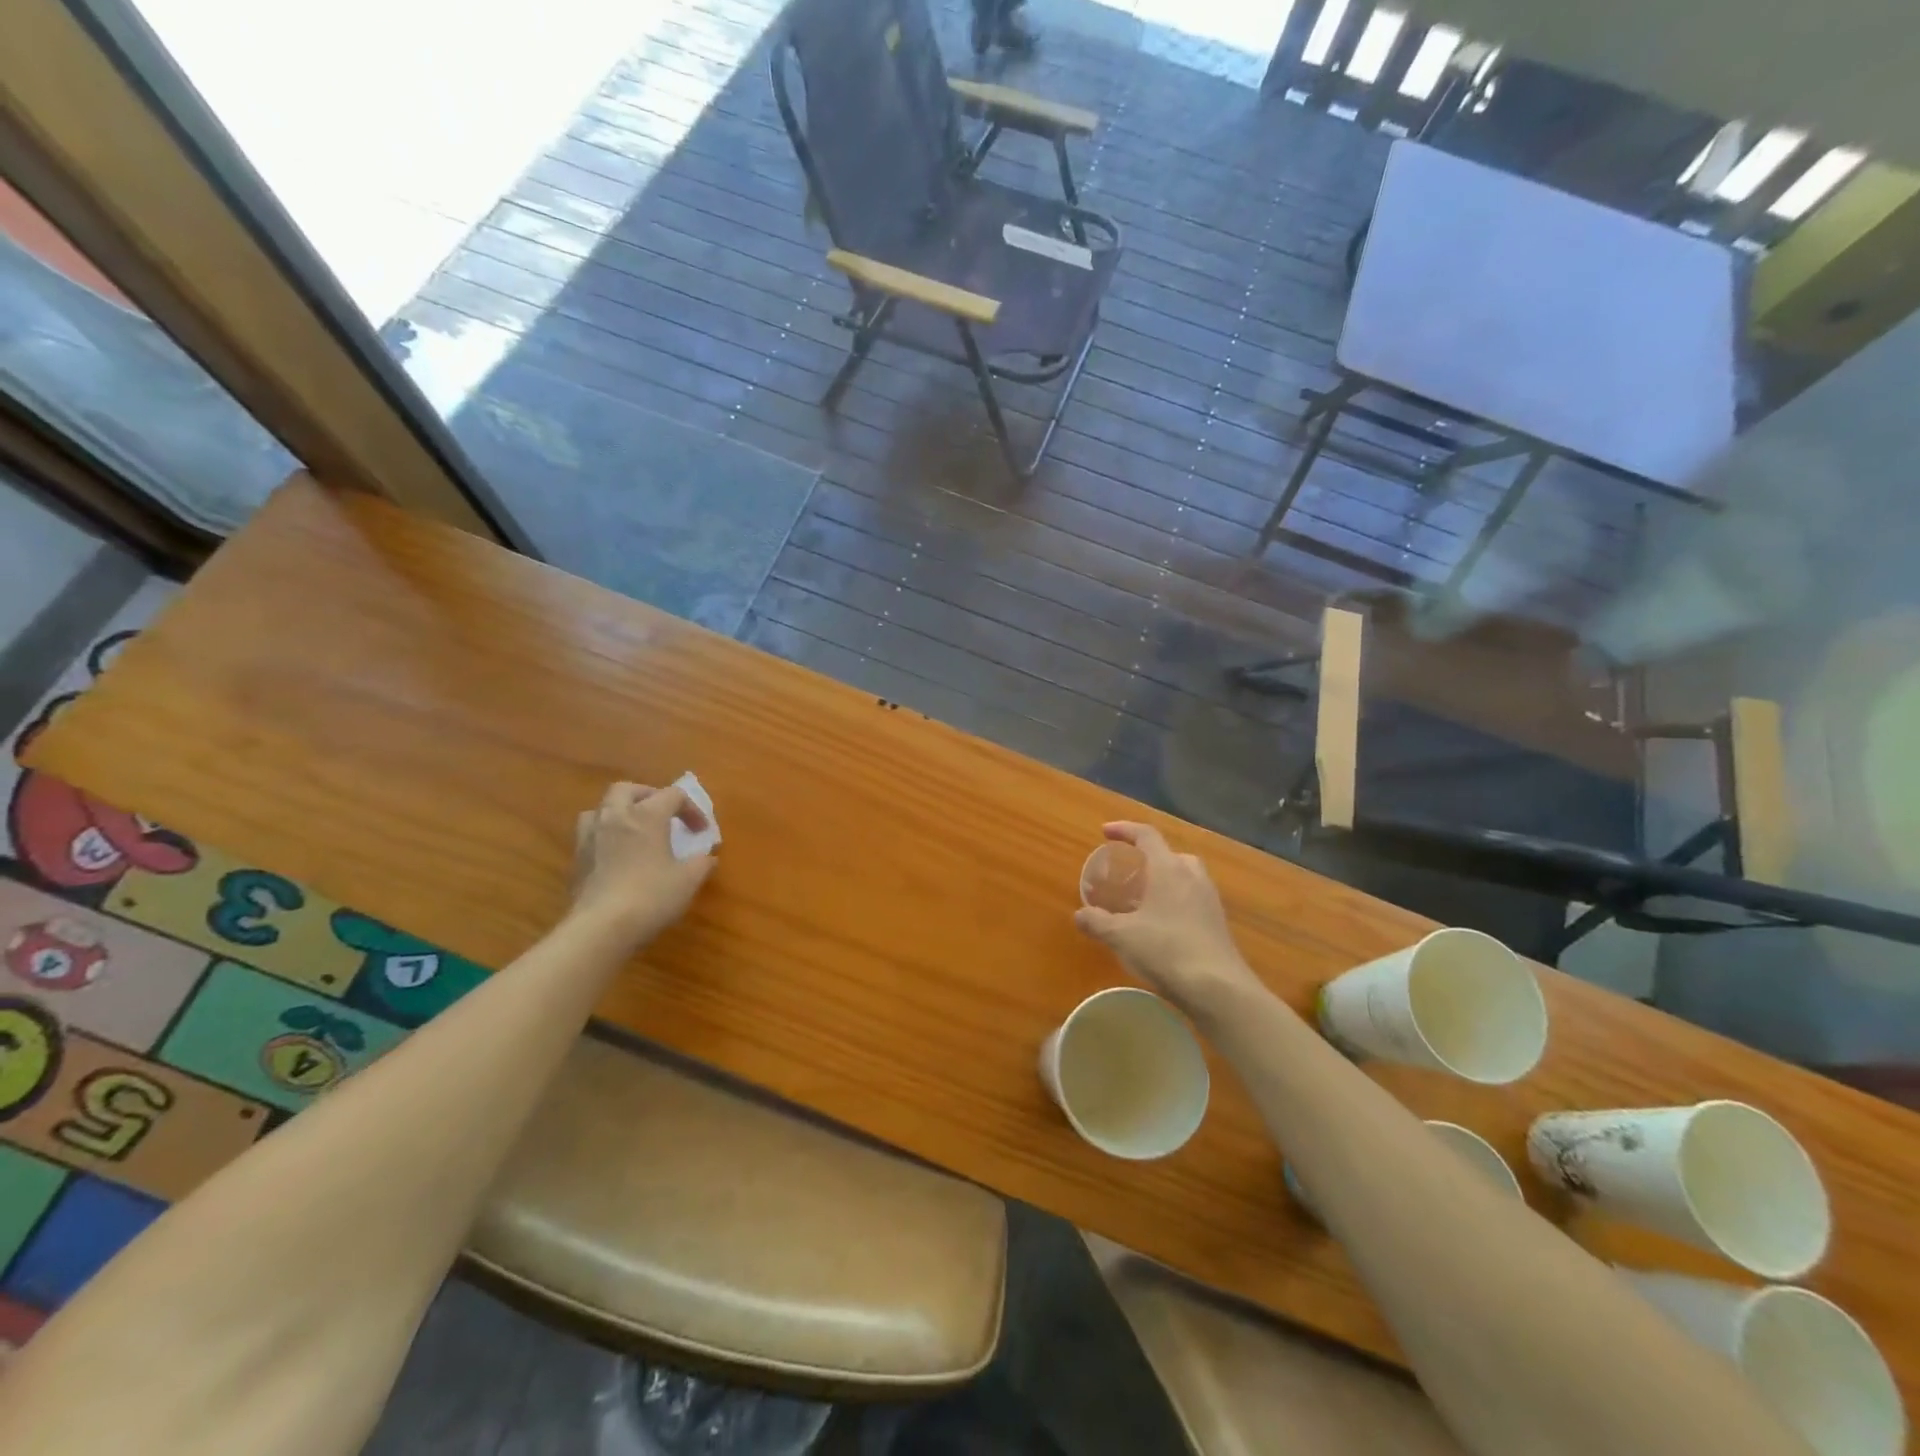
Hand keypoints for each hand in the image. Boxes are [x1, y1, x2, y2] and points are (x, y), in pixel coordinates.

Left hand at [568, 782, 715, 948]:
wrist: (600, 928)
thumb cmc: (651, 896)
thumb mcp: (688, 881)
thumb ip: (701, 863)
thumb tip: (707, 857)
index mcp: (646, 815)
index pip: (672, 795)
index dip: (691, 809)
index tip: (701, 832)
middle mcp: (615, 817)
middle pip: (626, 789)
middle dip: (647, 796)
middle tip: (662, 814)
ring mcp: (590, 838)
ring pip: (600, 809)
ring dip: (618, 813)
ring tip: (633, 831)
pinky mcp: (576, 861)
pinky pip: (589, 836)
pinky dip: (604, 837)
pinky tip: (616, 857)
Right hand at [1073, 822, 1263, 1013]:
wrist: (1218, 988)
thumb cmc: (1166, 950)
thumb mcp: (1121, 936)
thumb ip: (1097, 922)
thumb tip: (1080, 915)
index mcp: (1168, 869)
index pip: (1147, 836)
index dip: (1125, 829)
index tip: (1106, 832)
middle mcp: (1193, 877)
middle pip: (1171, 854)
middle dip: (1150, 857)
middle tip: (1131, 871)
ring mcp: (1210, 900)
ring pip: (1186, 877)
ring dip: (1166, 880)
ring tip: (1145, 899)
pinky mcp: (1219, 924)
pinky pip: (1194, 900)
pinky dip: (1177, 902)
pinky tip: (1163, 926)